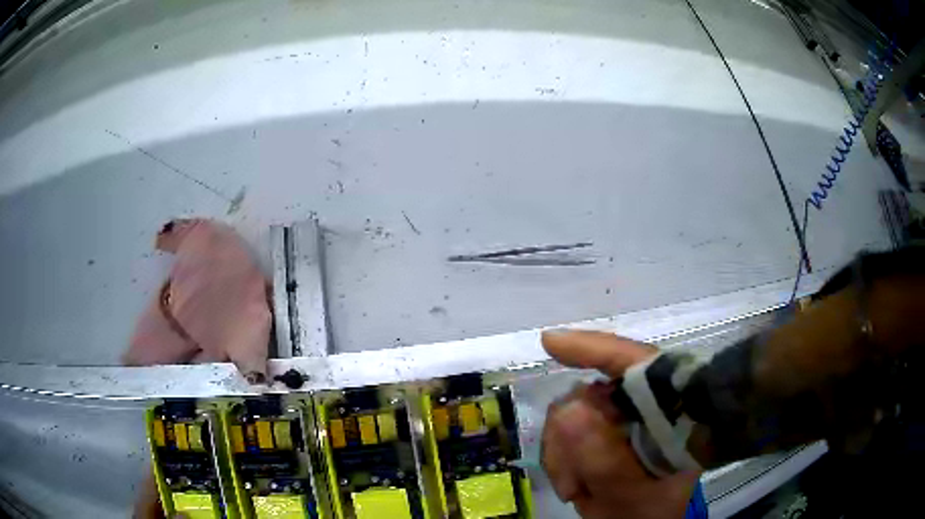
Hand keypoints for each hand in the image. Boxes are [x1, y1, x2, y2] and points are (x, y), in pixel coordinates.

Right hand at [541, 330, 700, 518]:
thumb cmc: (649, 512)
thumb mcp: (630, 495)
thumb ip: (605, 461)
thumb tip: (569, 410)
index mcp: (668, 411)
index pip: (636, 364)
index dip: (595, 349)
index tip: (551, 343)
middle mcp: (646, 404)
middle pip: (592, 393)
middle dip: (569, 436)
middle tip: (571, 484)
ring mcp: (624, 415)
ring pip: (571, 411)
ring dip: (563, 454)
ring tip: (574, 489)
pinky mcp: (605, 427)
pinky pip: (566, 430)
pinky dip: (561, 458)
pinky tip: (573, 483)